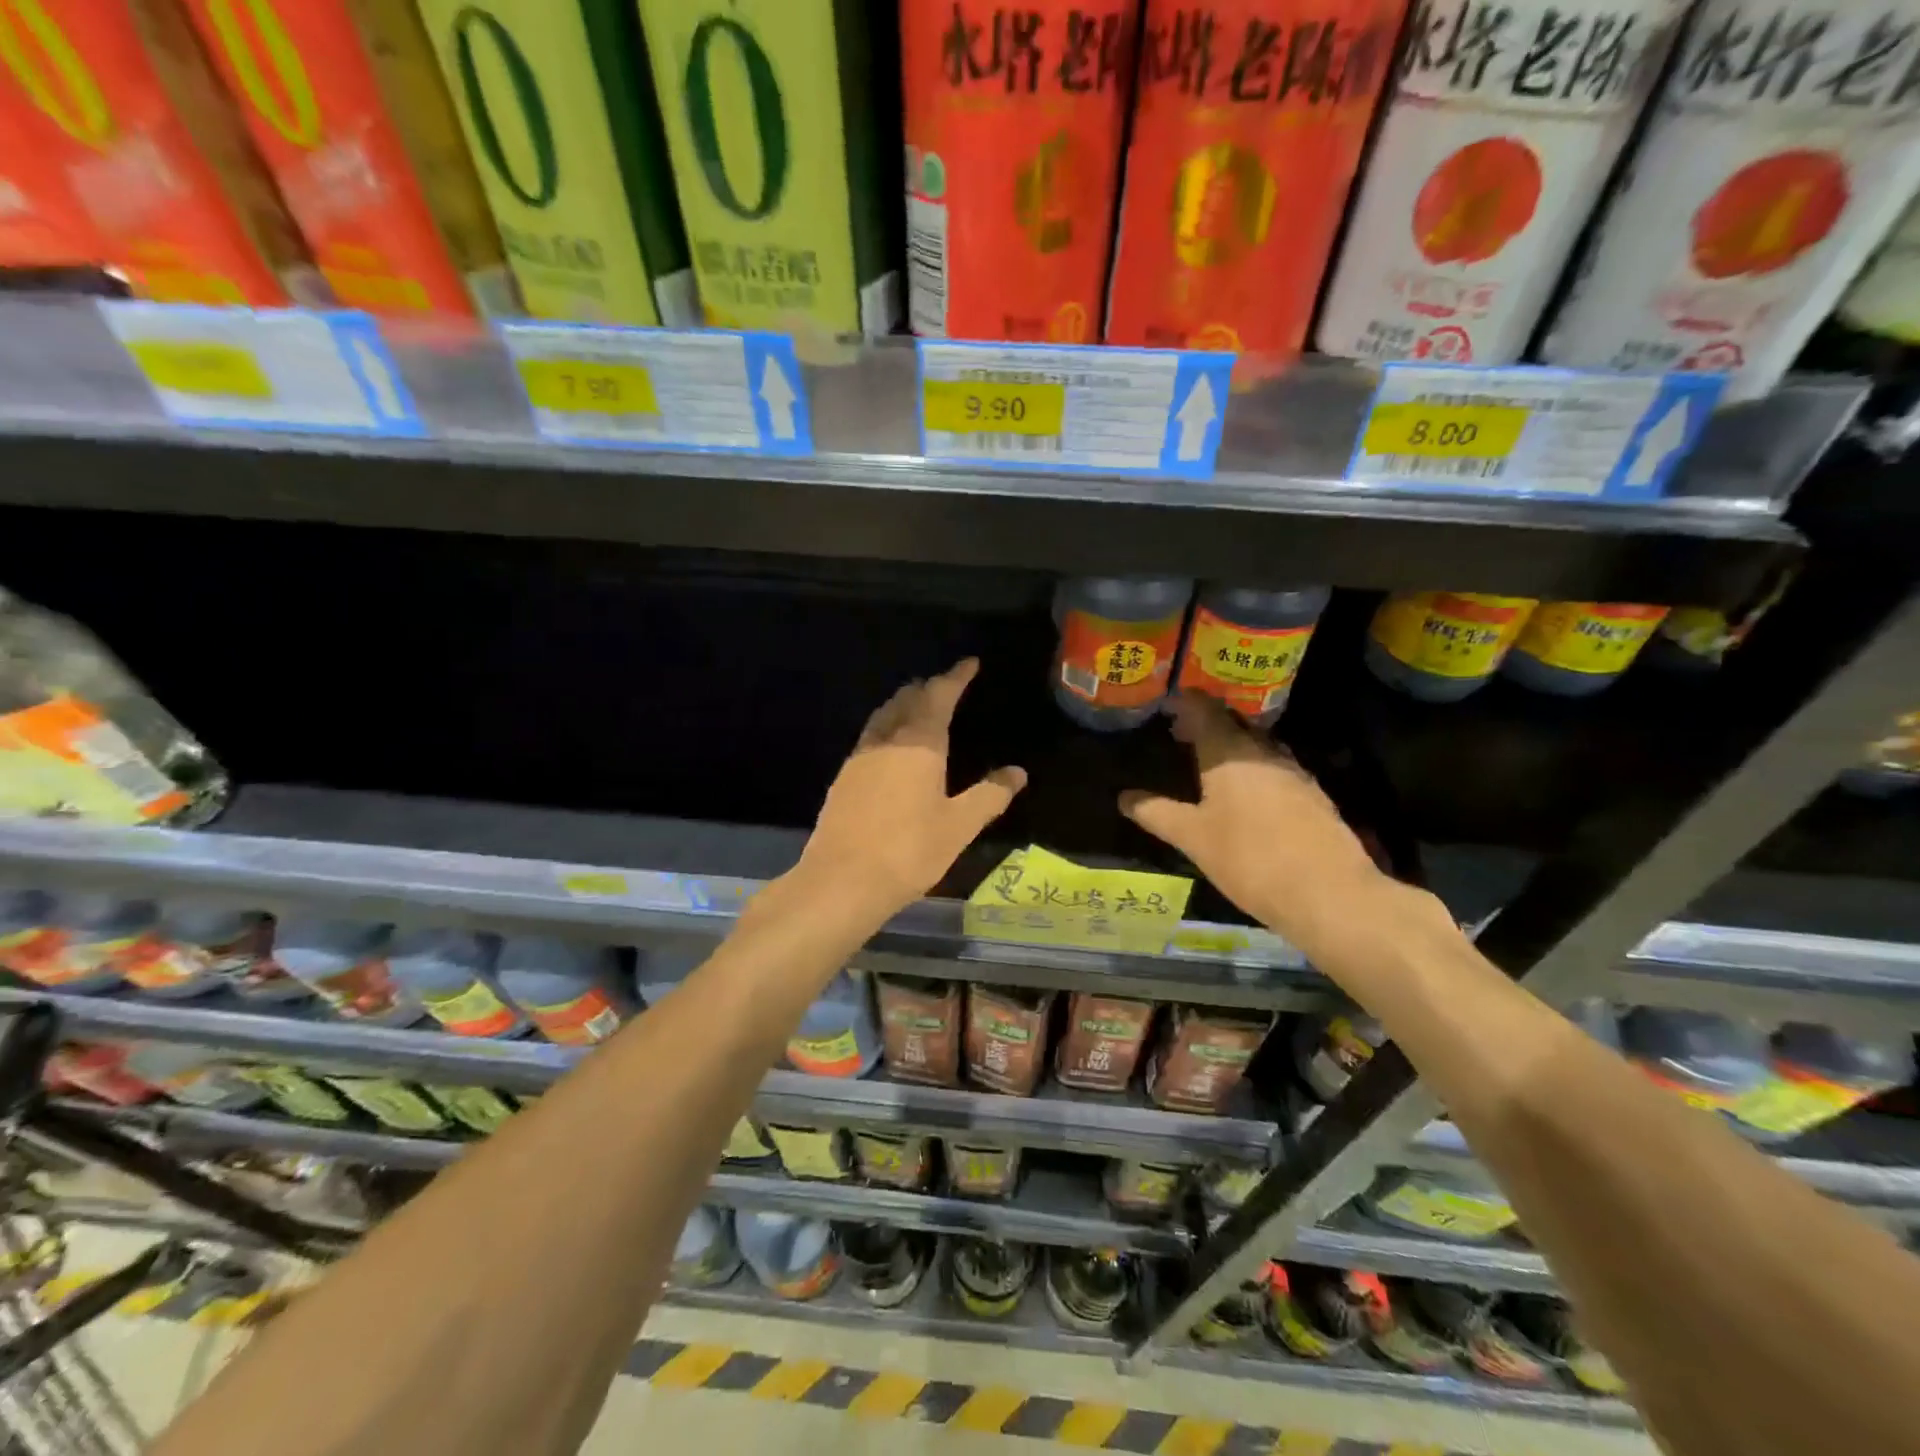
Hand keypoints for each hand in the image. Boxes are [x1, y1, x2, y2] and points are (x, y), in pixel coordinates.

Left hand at [798, 659, 1026, 917]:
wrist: (842, 881)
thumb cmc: (909, 851)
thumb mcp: (959, 826)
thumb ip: (989, 795)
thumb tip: (1017, 773)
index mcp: (919, 744)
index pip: (939, 696)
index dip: (956, 677)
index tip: (969, 663)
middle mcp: (886, 741)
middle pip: (907, 700)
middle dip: (928, 689)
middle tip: (946, 687)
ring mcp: (859, 758)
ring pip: (883, 716)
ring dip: (903, 705)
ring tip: (918, 708)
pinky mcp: (843, 779)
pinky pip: (869, 737)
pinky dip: (886, 728)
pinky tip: (890, 748)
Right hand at [1119, 693, 1386, 940]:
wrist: (1329, 894)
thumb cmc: (1248, 859)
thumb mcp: (1192, 838)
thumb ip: (1156, 813)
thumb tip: (1124, 797)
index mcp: (1229, 752)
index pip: (1204, 710)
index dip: (1185, 701)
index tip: (1167, 702)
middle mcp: (1263, 752)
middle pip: (1233, 723)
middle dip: (1207, 723)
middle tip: (1181, 734)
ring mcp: (1294, 772)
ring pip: (1258, 746)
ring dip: (1234, 745)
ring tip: (1211, 762)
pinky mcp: (1314, 796)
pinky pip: (1276, 768)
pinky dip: (1256, 768)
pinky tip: (1249, 794)